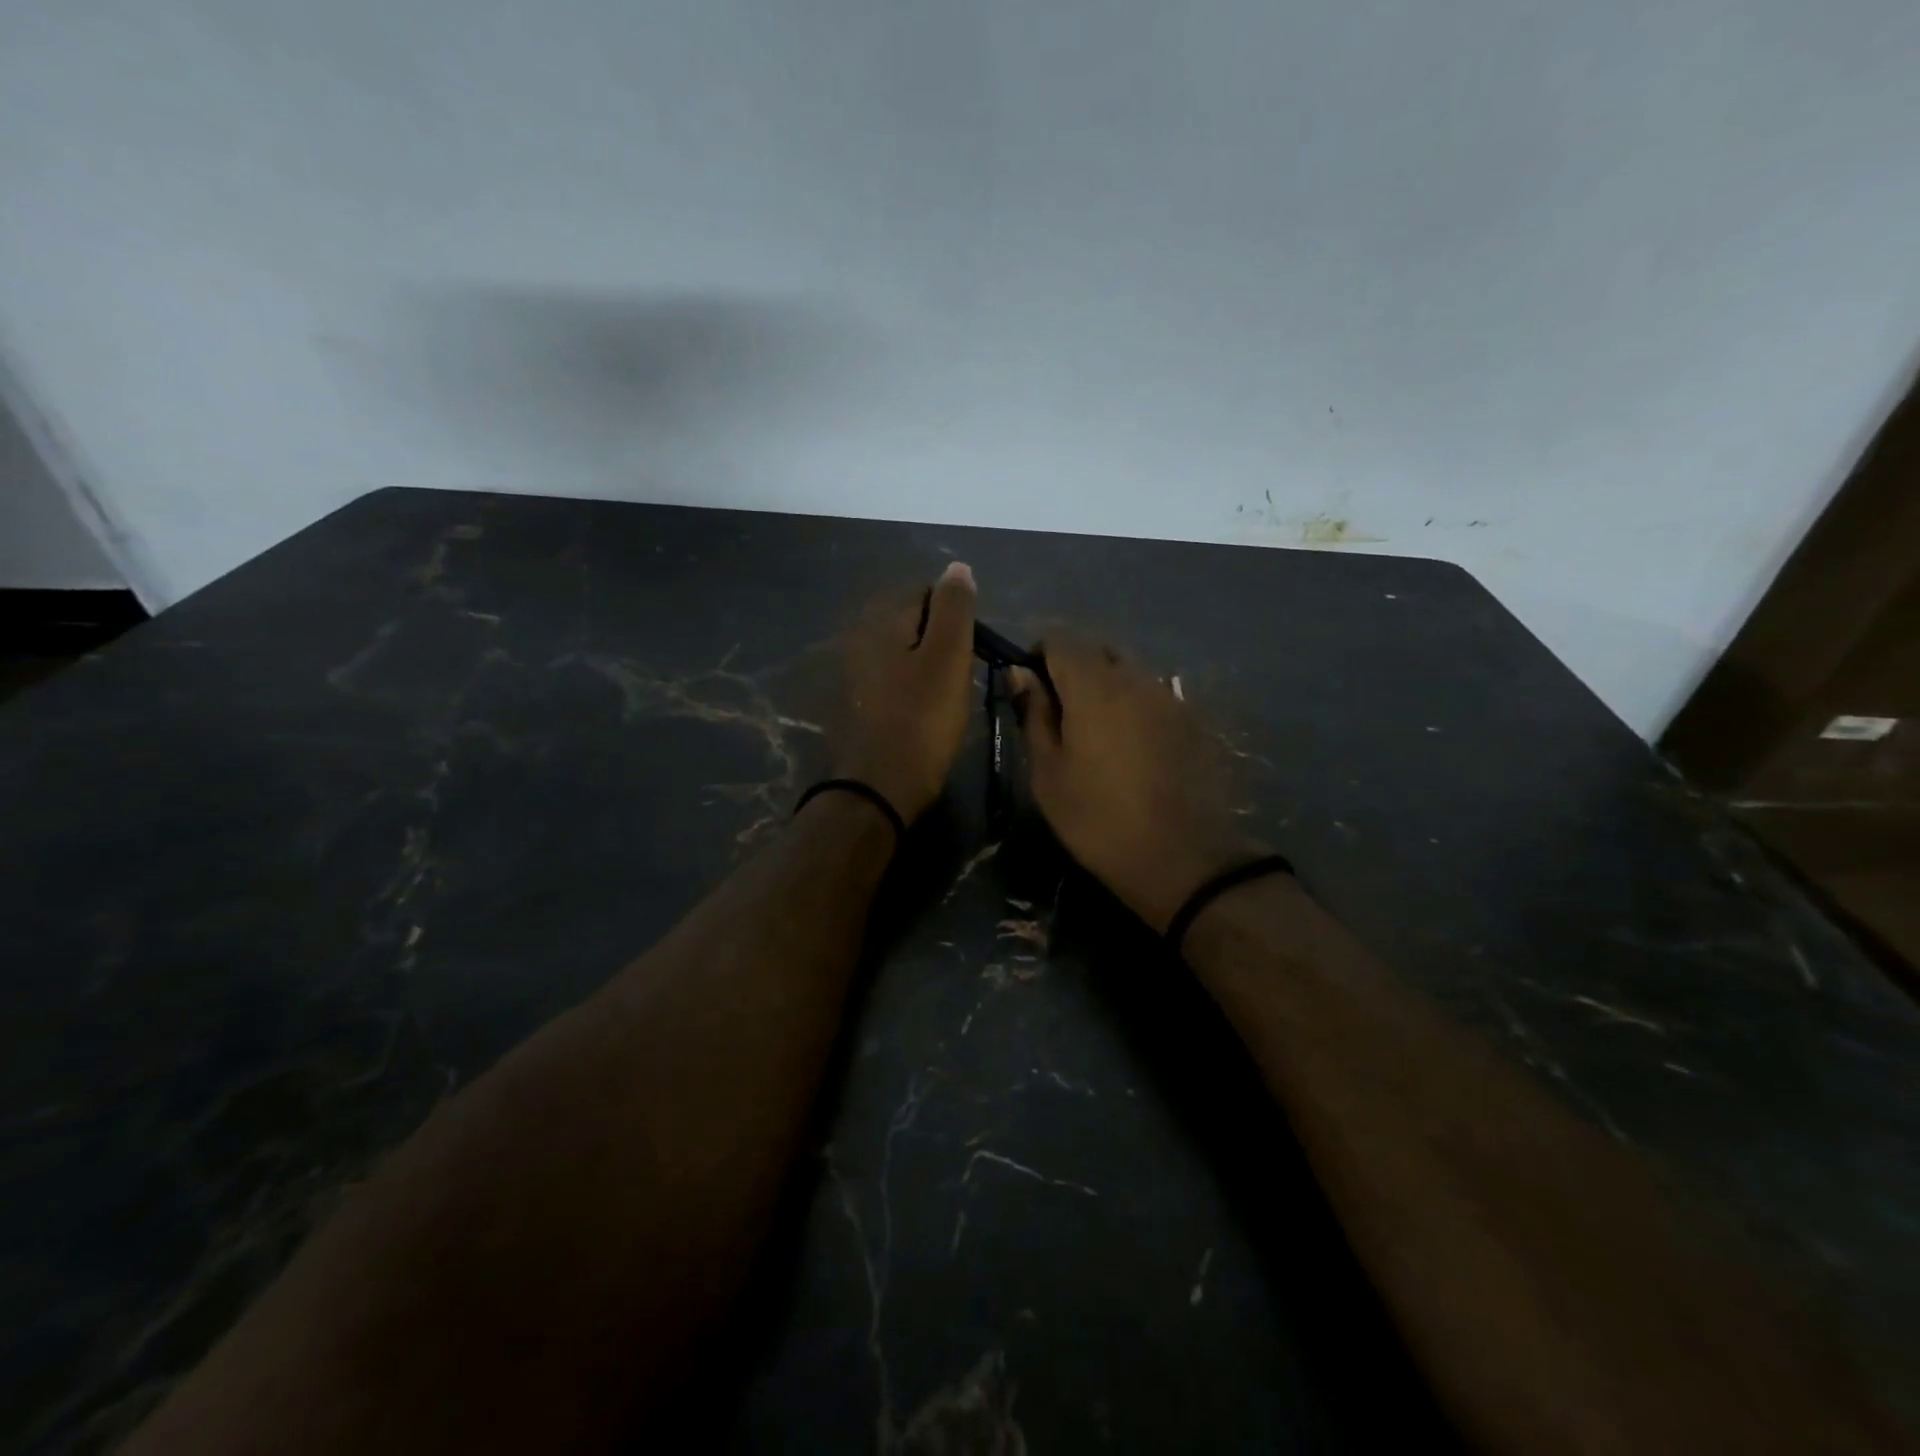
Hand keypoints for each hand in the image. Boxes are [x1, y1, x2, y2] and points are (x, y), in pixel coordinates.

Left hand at [832, 563, 977, 823]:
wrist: (883, 785)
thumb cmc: (923, 718)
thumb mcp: (948, 656)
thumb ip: (954, 607)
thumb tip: (957, 567)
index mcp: (882, 621)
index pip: (926, 592)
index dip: (956, 614)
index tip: (972, 647)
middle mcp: (861, 638)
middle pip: (913, 622)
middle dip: (941, 640)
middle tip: (961, 674)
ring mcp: (855, 673)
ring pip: (904, 652)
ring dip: (927, 665)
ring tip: (947, 695)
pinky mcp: (859, 702)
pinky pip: (894, 679)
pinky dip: (912, 687)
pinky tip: (925, 710)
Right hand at [1010, 638, 1255, 931]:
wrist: (1180, 858)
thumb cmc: (1097, 819)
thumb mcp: (1048, 773)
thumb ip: (1034, 714)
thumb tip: (1020, 674)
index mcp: (1094, 687)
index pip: (1059, 640)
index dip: (1038, 657)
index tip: (1031, 692)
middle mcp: (1135, 678)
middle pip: (1096, 650)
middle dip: (1073, 669)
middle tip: (1061, 715)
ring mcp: (1169, 696)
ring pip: (1128, 671)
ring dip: (1106, 687)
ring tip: (1097, 734)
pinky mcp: (1192, 719)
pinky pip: (1153, 694)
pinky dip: (1134, 706)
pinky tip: (1131, 747)